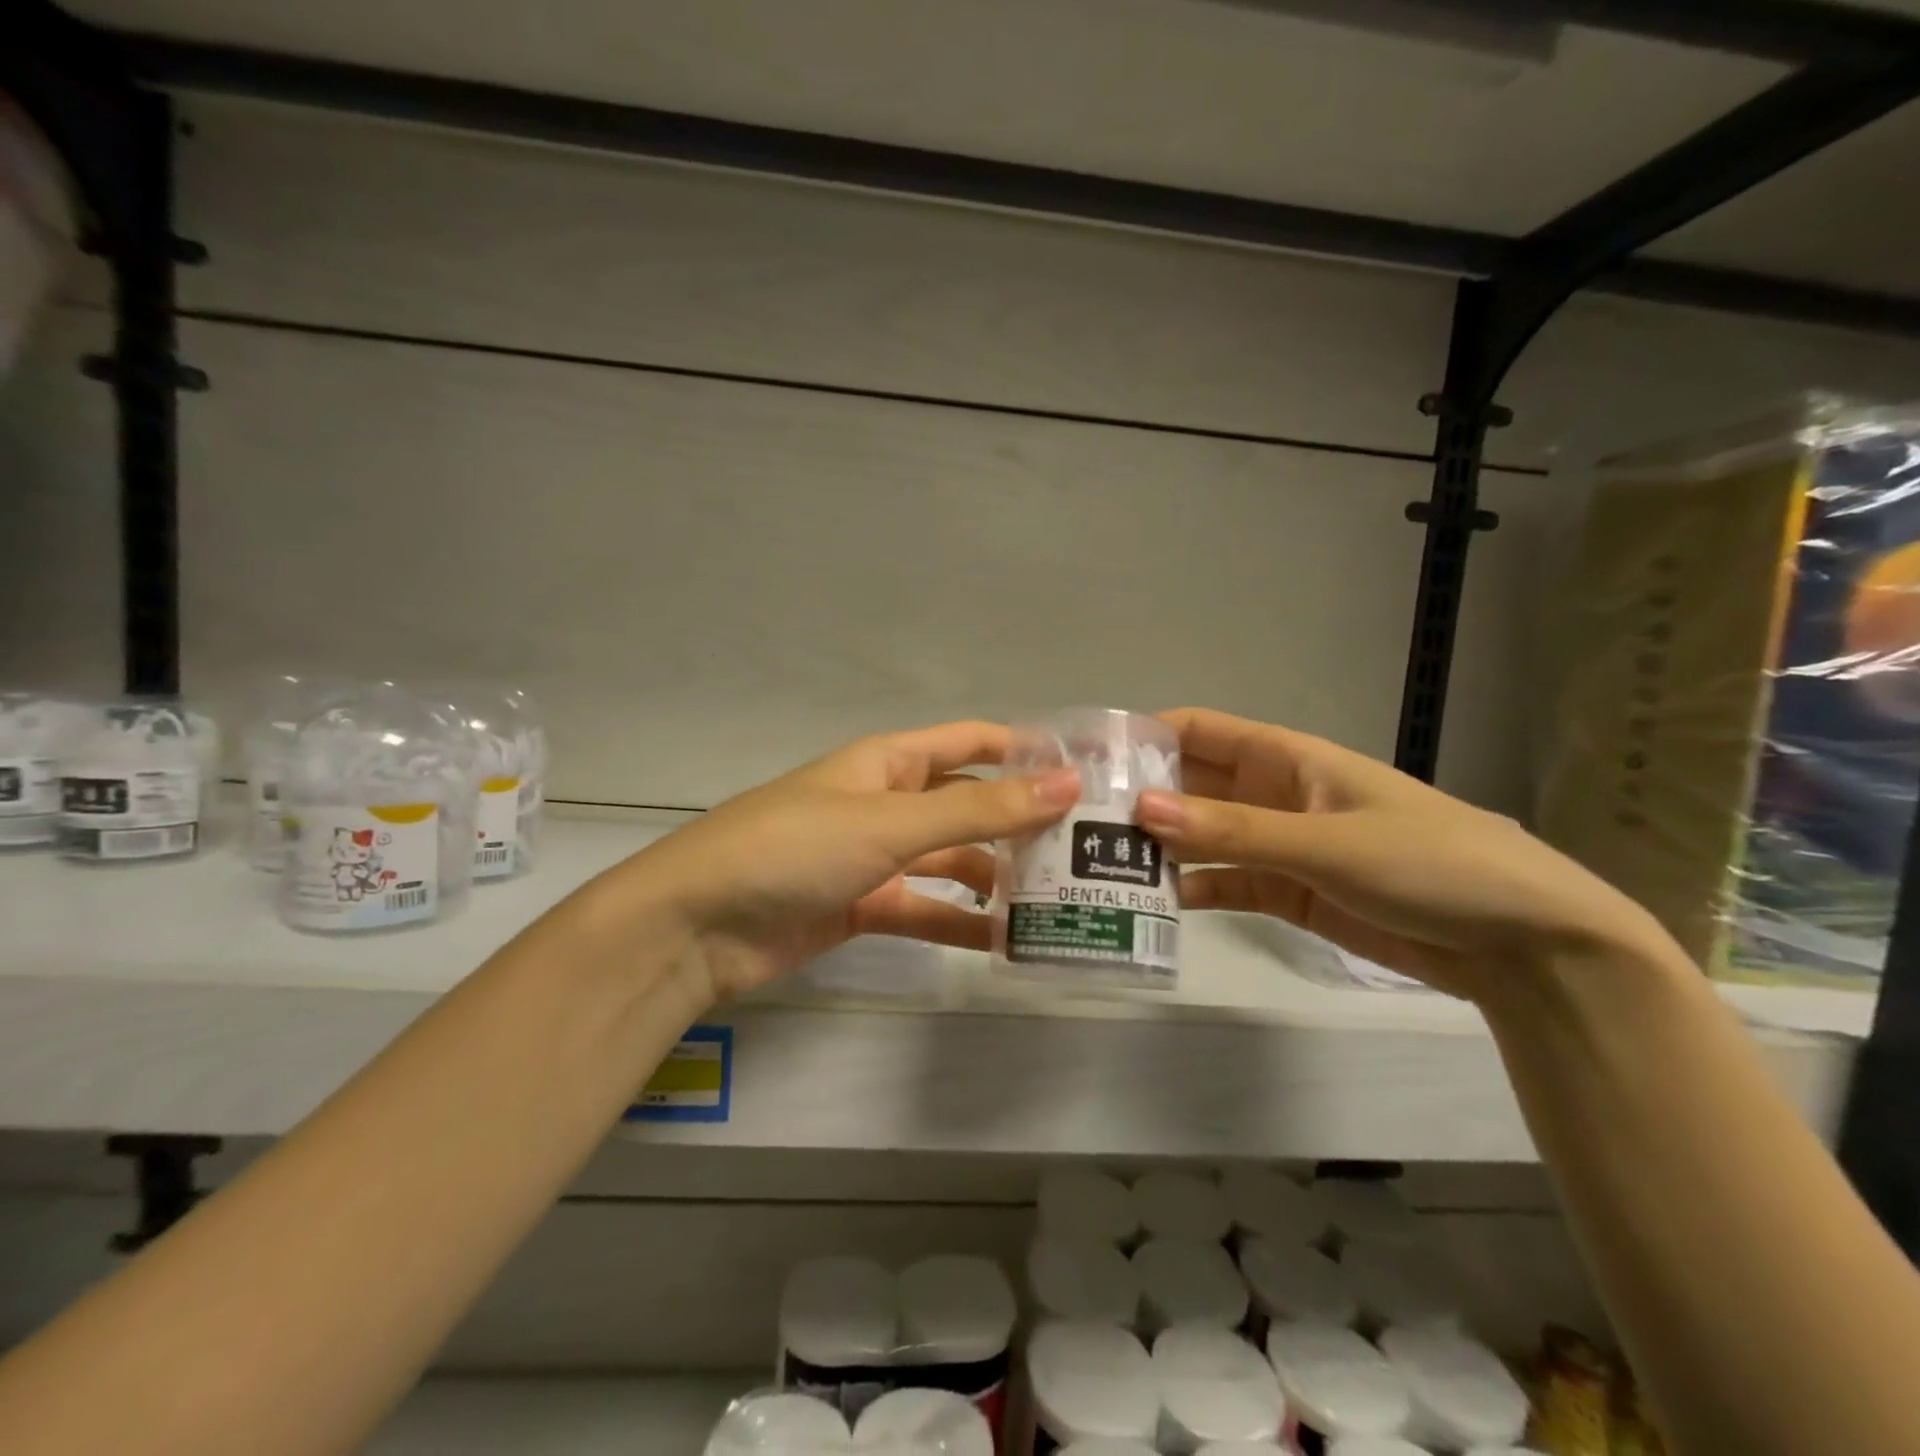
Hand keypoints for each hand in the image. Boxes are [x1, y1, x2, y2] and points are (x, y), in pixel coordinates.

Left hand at [631, 721, 1079, 1002]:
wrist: (699, 924)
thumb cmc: (797, 848)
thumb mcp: (893, 822)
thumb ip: (980, 811)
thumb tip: (1067, 783)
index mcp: (889, 762)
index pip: (970, 742)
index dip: (1024, 750)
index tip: (1086, 772)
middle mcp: (886, 801)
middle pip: (967, 804)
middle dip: (1019, 821)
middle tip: (1087, 847)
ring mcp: (873, 856)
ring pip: (949, 859)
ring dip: (994, 876)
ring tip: (1057, 899)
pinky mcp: (862, 906)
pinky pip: (924, 908)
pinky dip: (959, 922)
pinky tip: (1005, 942)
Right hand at [1134, 708, 1678, 1001]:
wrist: (1522, 944)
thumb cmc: (1430, 864)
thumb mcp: (1327, 842)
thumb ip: (1232, 831)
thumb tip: (1141, 810)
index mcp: (1289, 759)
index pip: (1202, 730)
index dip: (1147, 736)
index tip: (1091, 760)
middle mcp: (1275, 794)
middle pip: (1193, 784)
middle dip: (1143, 797)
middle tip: (1078, 821)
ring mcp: (1281, 845)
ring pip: (1203, 837)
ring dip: (1160, 848)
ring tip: (1099, 866)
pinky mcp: (1290, 893)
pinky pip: (1226, 884)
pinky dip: (1192, 891)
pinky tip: (1153, 903)